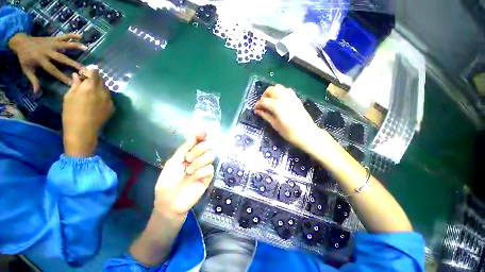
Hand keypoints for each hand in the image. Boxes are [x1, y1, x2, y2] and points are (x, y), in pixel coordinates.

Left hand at [8, 33, 86, 92]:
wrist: (20, 42)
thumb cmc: (25, 58)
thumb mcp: (27, 70)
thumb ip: (33, 80)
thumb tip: (36, 92)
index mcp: (40, 60)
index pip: (52, 70)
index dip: (61, 77)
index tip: (71, 83)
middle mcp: (47, 51)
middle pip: (61, 58)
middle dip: (72, 64)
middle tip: (83, 69)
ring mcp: (51, 44)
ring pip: (64, 45)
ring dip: (75, 46)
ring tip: (86, 49)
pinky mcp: (53, 39)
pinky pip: (63, 36)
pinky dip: (71, 35)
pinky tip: (80, 36)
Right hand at [62, 69, 113, 157]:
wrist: (83, 130)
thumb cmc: (71, 112)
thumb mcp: (69, 96)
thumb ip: (75, 85)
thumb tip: (77, 75)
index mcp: (91, 87)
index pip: (94, 72)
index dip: (90, 71)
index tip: (85, 73)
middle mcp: (103, 92)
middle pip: (101, 80)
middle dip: (95, 79)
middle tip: (87, 82)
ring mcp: (109, 100)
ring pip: (106, 89)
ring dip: (99, 88)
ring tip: (91, 93)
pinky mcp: (112, 107)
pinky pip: (108, 98)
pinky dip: (103, 96)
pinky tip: (96, 101)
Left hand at [154, 132, 214, 218]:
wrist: (170, 202)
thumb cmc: (167, 182)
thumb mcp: (173, 163)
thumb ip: (184, 149)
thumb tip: (193, 136)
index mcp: (189, 153)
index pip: (199, 140)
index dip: (201, 135)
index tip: (201, 134)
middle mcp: (198, 158)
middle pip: (207, 145)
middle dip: (199, 149)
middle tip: (188, 158)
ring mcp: (204, 167)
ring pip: (211, 155)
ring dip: (199, 162)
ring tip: (189, 171)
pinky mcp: (208, 177)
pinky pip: (210, 168)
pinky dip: (201, 172)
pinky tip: (194, 178)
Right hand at [255, 85, 319, 149]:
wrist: (307, 134)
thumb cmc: (289, 132)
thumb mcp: (275, 125)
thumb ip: (266, 116)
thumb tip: (257, 111)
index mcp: (277, 105)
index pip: (263, 101)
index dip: (258, 104)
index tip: (256, 109)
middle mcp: (283, 97)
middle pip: (271, 89)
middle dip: (264, 95)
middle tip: (263, 104)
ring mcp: (291, 97)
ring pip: (279, 87)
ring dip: (272, 92)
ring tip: (270, 101)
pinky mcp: (296, 98)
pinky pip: (286, 90)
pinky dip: (280, 92)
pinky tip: (280, 100)